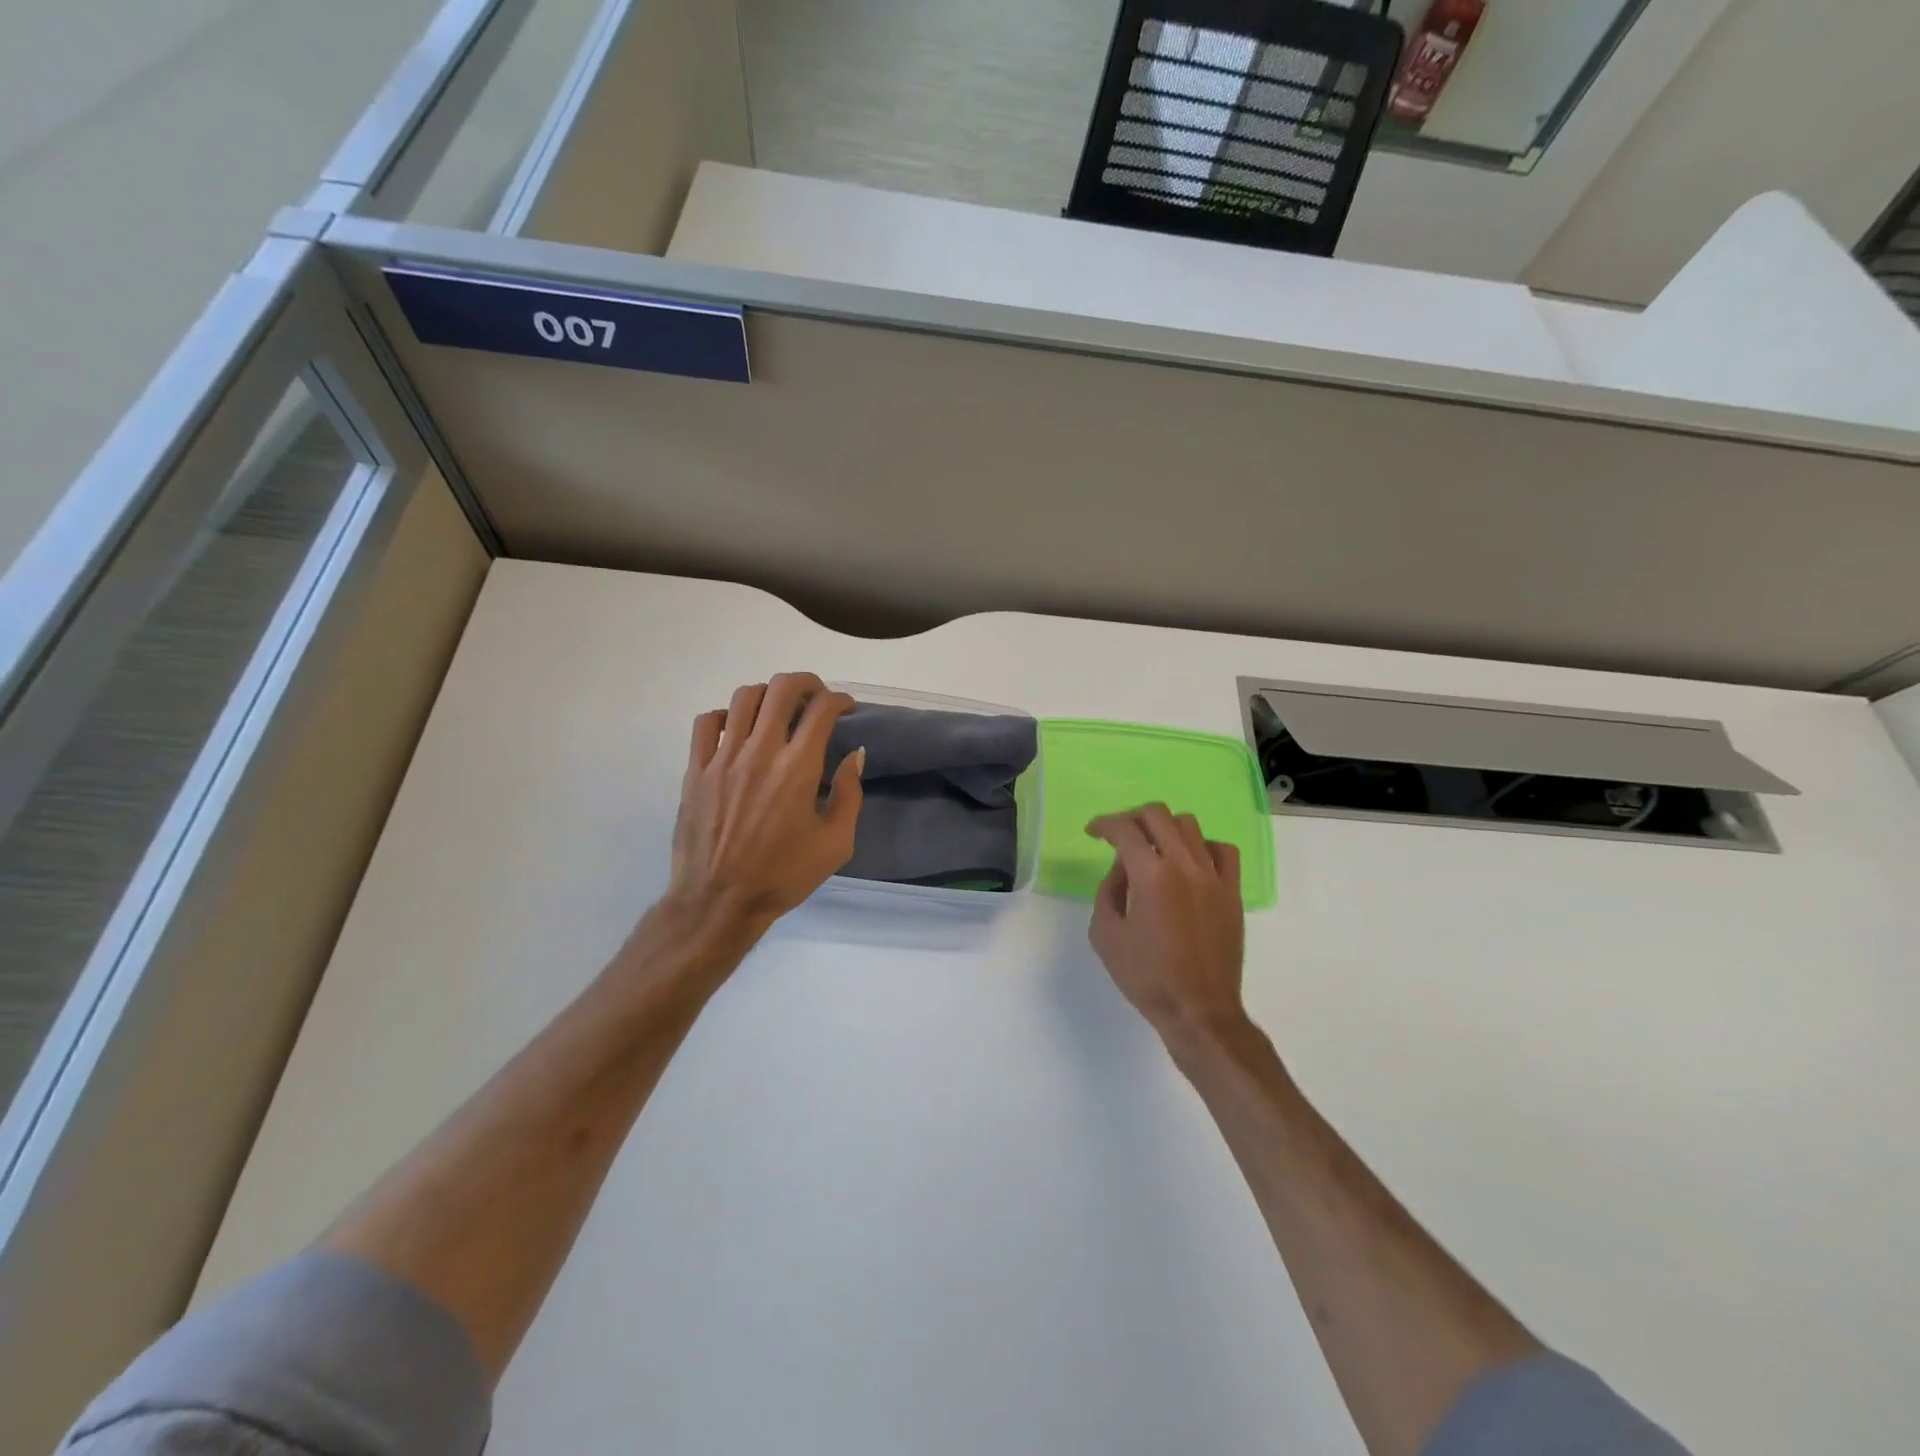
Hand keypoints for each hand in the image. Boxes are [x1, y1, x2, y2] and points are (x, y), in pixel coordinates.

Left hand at [666, 673, 864, 937]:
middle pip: (782, 688)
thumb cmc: (784, 875)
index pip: (821, 709)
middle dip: (806, 683)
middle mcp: (760, 752)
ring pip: (744, 697)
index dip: (840, 699)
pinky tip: (738, 730)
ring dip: (768, 694)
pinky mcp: (696, 769)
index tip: (846, 708)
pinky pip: (707, 722)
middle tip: (816, 696)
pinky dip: (727, 715)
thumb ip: (849, 793)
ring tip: (779, 710)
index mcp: (798, 768)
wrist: (719, 901)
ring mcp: (723, 757)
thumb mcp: (836, 843)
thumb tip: (855, 755)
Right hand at [1086, 804, 1245, 1041]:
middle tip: (1120, 837)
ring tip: (1154, 849)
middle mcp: (1184, 865)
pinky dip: (1202, 846)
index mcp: (1150, 875)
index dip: (1104, 824)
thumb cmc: (1145, 976)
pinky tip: (1190, 862)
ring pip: (1189, 825)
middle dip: (1132, 819)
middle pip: (1157, 815)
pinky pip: (1222, 850)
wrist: (1198, 1009)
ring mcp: (1213, 876)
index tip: (1094, 832)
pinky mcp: (1232, 891)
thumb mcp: (1105, 935)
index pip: (1124, 829)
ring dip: (1165, 829)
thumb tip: (1122, 869)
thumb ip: (1108, 891)